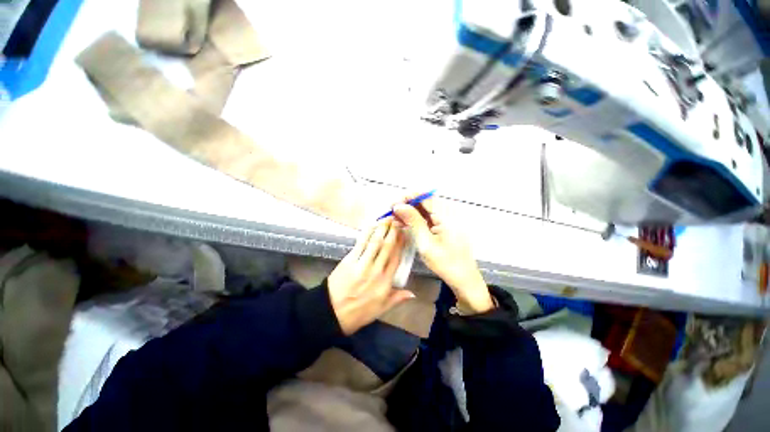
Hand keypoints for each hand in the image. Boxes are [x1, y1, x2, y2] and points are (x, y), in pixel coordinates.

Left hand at [328, 218, 415, 334]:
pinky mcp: (349, 260)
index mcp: (385, 282)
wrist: (332, 313)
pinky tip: (371, 226)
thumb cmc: (359, 312)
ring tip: (387, 219)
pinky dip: (367, 233)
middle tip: (397, 221)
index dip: (401, 244)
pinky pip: (360, 244)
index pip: (396, 259)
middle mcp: (376, 271)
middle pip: (387, 248)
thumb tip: (413, 293)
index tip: (404, 234)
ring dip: (382, 229)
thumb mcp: (381, 309)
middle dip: (393, 232)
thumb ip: (397, 298)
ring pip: (375, 243)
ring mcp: (362, 264)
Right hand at [393, 194, 493, 313]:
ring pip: (425, 208)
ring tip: (395, 219)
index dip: (407, 197)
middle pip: (425, 201)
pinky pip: (429, 216)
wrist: (464, 278)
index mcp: (447, 215)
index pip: (425, 196)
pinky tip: (405, 224)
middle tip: (392, 212)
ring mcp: (448, 219)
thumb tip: (399, 206)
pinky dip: (416, 219)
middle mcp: (449, 212)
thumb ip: (413, 221)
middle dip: (407, 204)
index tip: (394, 205)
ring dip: (410, 212)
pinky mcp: (446, 225)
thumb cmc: (446, 263)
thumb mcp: (426, 243)